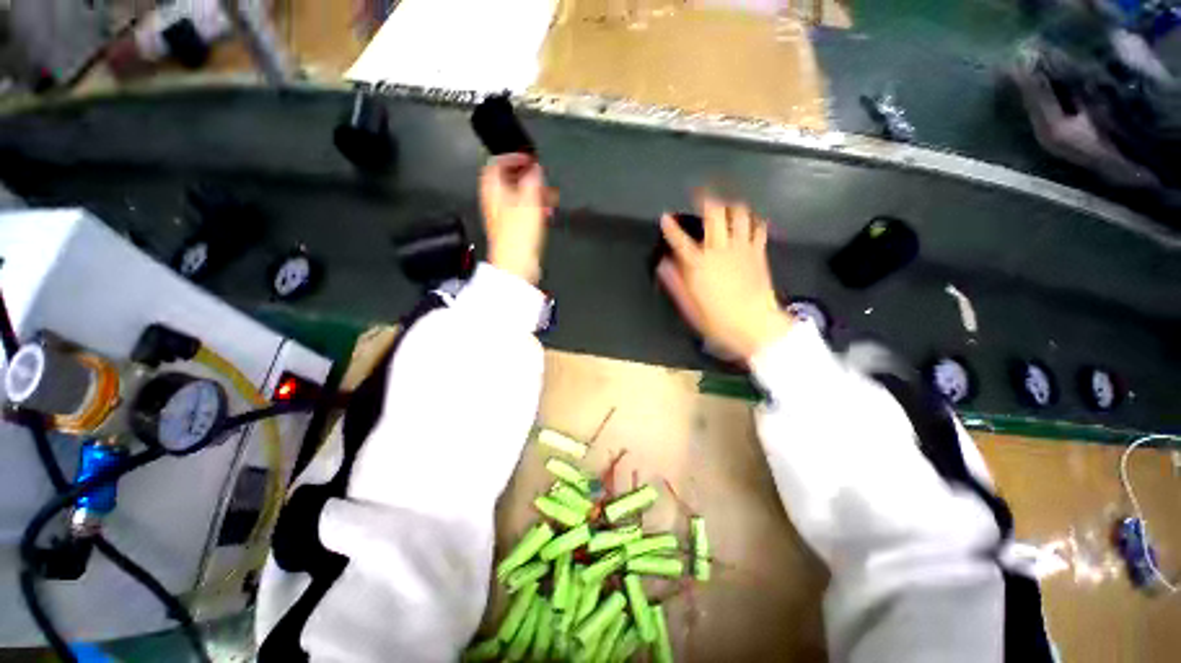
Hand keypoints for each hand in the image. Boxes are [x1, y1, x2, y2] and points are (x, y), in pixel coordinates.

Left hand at [480, 153, 554, 284]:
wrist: (517, 266)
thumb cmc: (518, 236)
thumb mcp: (528, 201)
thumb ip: (532, 181)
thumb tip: (534, 169)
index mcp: (493, 191)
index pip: (496, 164)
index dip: (511, 157)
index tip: (526, 157)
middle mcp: (496, 203)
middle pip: (508, 181)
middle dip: (525, 176)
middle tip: (539, 176)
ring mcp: (505, 219)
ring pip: (518, 198)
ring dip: (533, 193)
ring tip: (548, 194)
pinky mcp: (514, 232)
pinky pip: (524, 214)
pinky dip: (535, 209)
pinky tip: (546, 212)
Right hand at [657, 195, 792, 362]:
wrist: (755, 324)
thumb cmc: (717, 319)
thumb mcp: (689, 306)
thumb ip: (675, 282)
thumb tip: (663, 264)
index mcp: (698, 264)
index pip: (680, 240)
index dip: (671, 227)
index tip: (665, 217)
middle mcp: (719, 249)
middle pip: (714, 214)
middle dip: (706, 199)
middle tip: (701, 192)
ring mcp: (741, 248)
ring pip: (739, 214)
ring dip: (731, 205)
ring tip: (726, 204)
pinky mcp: (758, 251)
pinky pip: (758, 227)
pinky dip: (753, 220)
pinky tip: (750, 221)